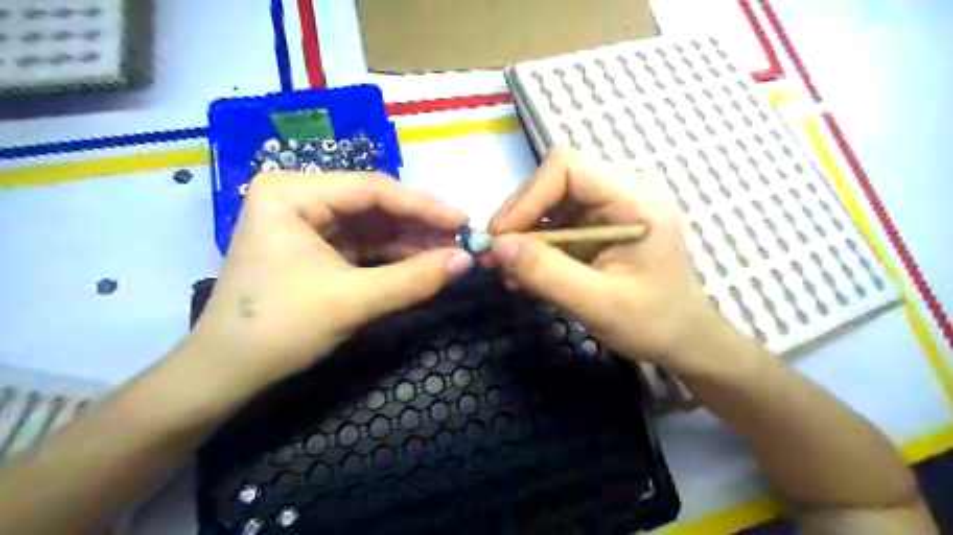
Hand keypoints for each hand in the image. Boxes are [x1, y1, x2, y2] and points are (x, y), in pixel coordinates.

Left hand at [189, 174, 472, 385]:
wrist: (226, 373)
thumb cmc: (279, 329)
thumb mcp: (352, 301)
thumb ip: (414, 279)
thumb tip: (467, 260)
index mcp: (292, 192)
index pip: (373, 189)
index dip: (425, 206)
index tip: (464, 222)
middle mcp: (299, 196)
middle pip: (375, 204)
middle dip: (420, 225)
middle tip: (462, 239)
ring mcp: (307, 221)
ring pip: (373, 224)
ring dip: (412, 240)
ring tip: (451, 252)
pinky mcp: (317, 246)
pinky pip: (365, 243)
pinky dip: (395, 254)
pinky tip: (424, 261)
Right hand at [486, 149, 738, 373]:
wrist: (683, 340)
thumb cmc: (654, 322)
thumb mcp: (598, 303)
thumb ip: (547, 273)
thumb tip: (498, 246)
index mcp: (633, 198)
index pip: (567, 169)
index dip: (528, 198)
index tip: (502, 238)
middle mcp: (619, 192)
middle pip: (551, 184)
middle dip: (518, 221)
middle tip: (493, 258)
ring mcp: (607, 209)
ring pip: (548, 206)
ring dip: (522, 238)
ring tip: (504, 272)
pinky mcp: (596, 228)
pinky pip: (555, 227)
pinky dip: (534, 250)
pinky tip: (522, 276)